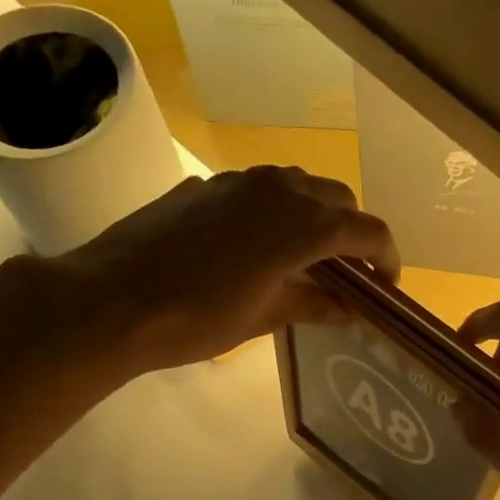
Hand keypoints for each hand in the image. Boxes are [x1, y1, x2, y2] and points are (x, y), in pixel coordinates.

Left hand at [0, 165, 399, 372]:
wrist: (112, 299)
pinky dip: (275, 210)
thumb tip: (349, 308)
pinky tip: (255, 245)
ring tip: (305, 255)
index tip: (387, 284)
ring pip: (298, 185)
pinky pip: (259, 189)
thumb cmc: (197, 318)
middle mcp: (280, 189)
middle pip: (337, 198)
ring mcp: (239, 181)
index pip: (367, 230)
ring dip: (315, 214)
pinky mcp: (207, 185)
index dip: (386, 256)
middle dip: (352, 230)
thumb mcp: (264, 317)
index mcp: (303, 225)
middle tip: (348, 270)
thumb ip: (313, 304)